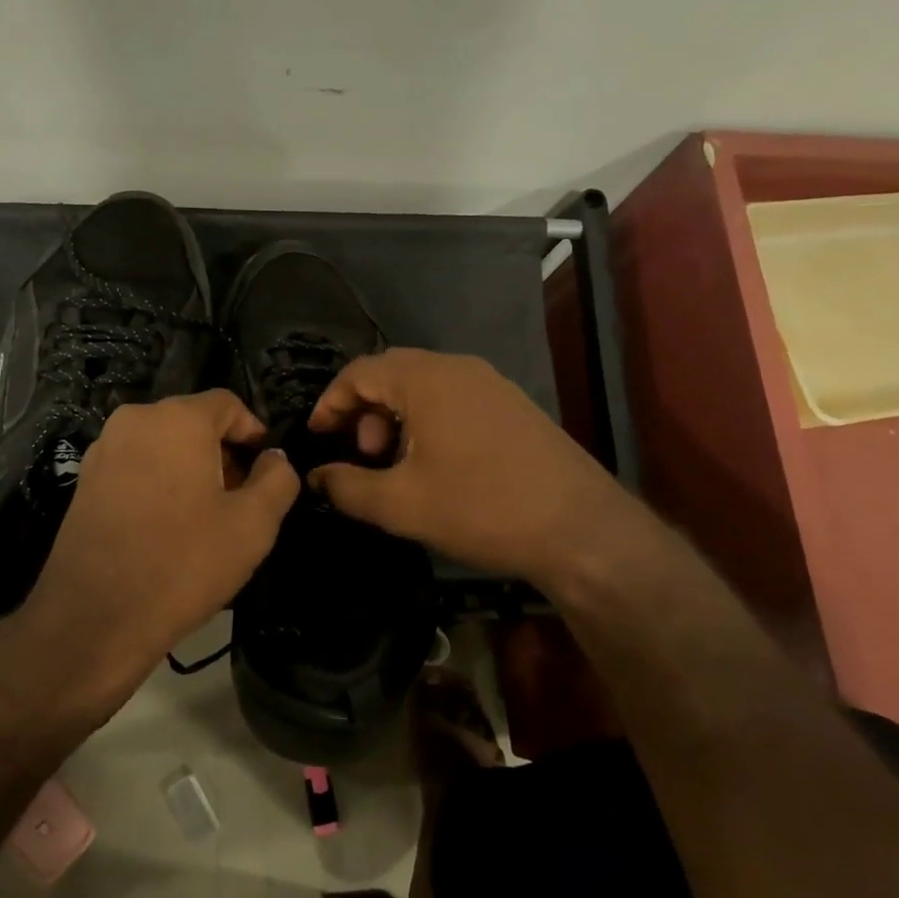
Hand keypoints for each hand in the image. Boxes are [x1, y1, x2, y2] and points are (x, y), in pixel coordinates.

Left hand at [23, 389, 298, 677]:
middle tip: (240, 498)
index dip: (254, 433)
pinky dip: (159, 481)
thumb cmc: (183, 563)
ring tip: (205, 517)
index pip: (228, 404)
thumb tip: (275, 459)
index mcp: (177, 419)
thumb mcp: (253, 525)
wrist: (95, 618)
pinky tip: (167, 526)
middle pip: (193, 422)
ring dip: (190, 468)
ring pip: (162, 444)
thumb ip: (277, 480)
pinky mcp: (84, 481)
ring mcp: (103, 449)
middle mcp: (134, 420)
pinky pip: (135, 466)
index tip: (266, 470)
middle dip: (222, 453)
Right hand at [307, 349, 659, 595]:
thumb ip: (348, 486)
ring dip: (396, 417)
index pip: (360, 371)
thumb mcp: (401, 504)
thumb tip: (317, 476)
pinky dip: (427, 421)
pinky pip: (453, 399)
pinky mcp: (512, 406)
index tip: (317, 436)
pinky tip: (434, 465)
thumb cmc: (482, 508)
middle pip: (392, 373)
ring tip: (395, 464)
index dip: (331, 402)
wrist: (580, 529)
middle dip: (364, 410)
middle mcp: (459, 368)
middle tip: (361, 455)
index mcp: (427, 379)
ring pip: (424, 386)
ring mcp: (491, 385)